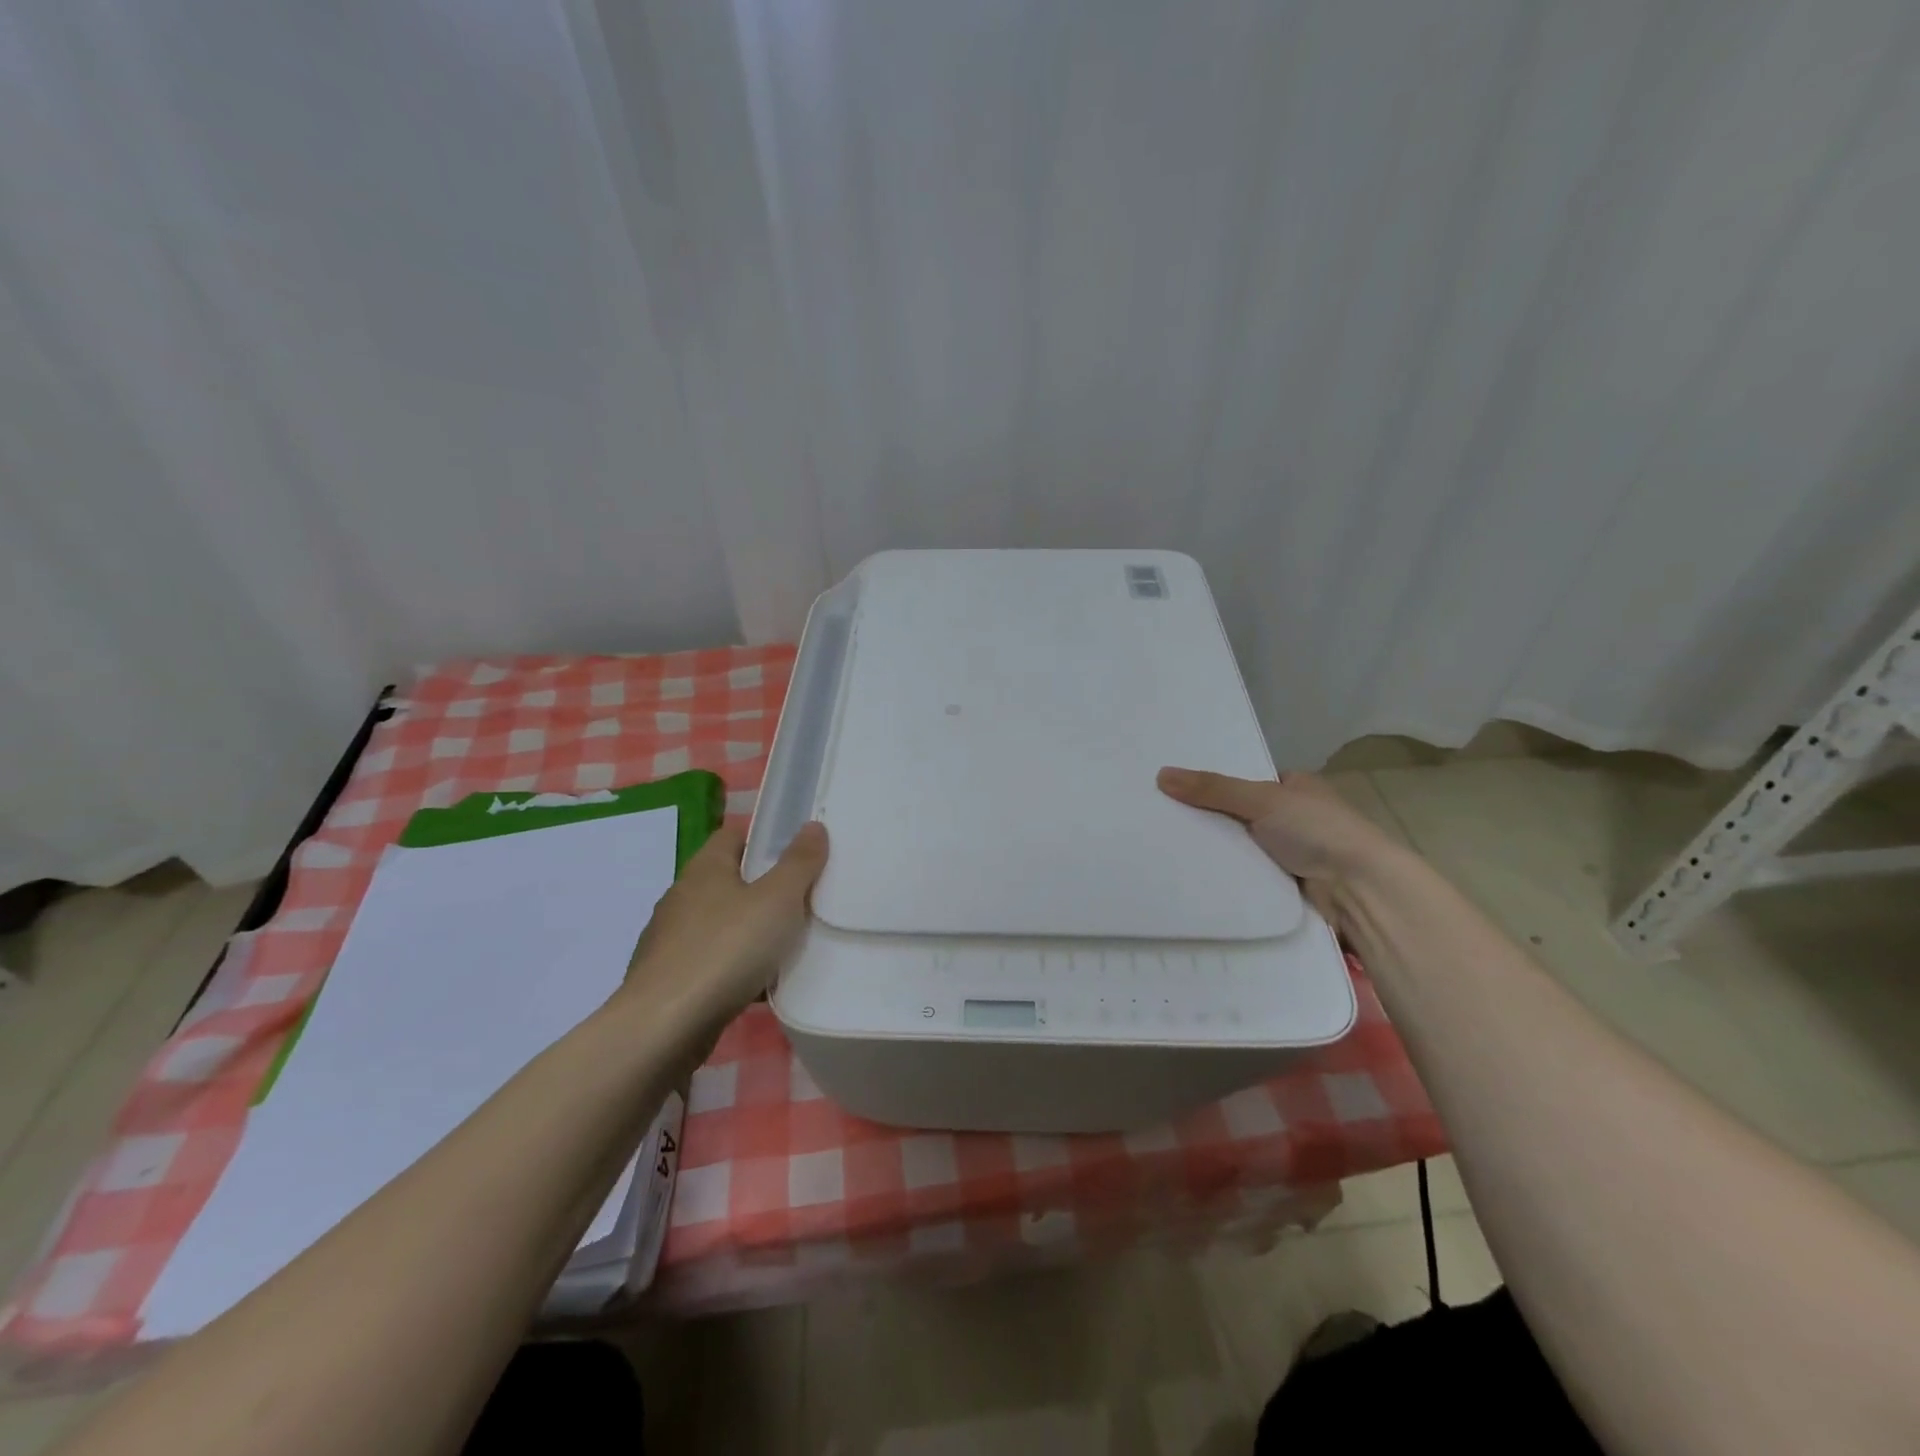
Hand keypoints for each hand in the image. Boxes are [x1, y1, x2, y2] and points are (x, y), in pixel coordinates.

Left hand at [619, 820, 827, 1046]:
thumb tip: (813, 826)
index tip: (798, 854)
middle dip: (764, 888)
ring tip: (788, 946)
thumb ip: (799, 862)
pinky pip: (711, 961)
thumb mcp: (778, 900)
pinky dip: (734, 967)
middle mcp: (682, 896)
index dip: (765, 838)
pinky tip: (758, 985)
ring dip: (749, 931)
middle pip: (729, 880)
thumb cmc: (725, 950)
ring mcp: (670, 940)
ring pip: (721, 924)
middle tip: (804, 900)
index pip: (734, 835)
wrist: (663, 1028)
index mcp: (705, 868)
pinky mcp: (668, 979)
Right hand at [1156, 767, 1404, 923]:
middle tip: (1160, 816)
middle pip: (1239, 815)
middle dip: (1209, 818)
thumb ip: (1213, 788)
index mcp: (1297, 787)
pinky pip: (1245, 875)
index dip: (1214, 783)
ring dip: (1216, 849)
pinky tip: (1191, 873)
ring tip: (1164, 845)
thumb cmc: (1318, 831)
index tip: (1173, 787)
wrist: (1359, 891)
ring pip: (1240, 847)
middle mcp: (1294, 818)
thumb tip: (1161, 775)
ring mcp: (1291, 854)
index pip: (1246, 781)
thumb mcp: (1262, 799)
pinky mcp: (1284, 886)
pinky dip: (1226, 875)